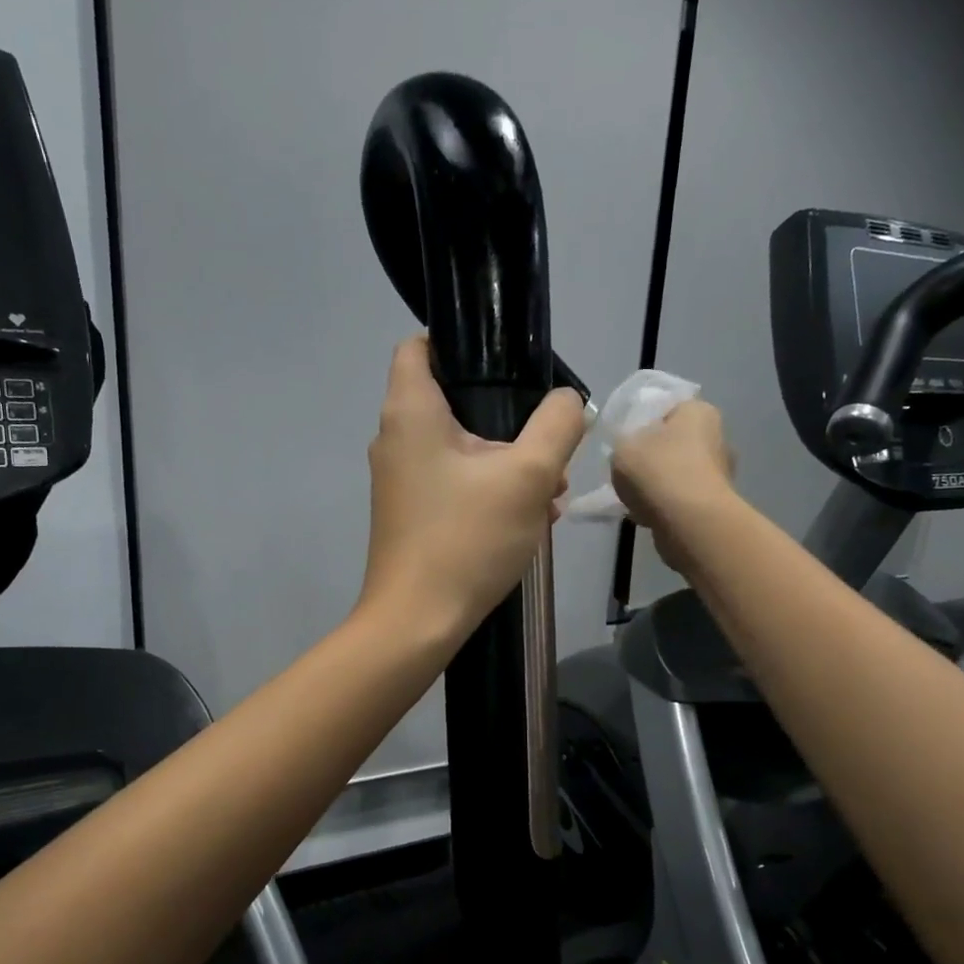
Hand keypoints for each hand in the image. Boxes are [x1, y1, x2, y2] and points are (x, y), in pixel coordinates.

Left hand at [360, 336, 584, 640]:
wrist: (416, 622)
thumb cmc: (466, 539)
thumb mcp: (527, 476)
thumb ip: (556, 425)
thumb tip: (567, 401)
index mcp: (410, 412)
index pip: (421, 345)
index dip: (462, 341)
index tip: (508, 364)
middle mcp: (396, 438)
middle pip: (455, 401)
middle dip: (509, 419)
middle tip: (549, 446)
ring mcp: (400, 480)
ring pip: (462, 449)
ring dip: (508, 462)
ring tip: (550, 492)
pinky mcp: (411, 513)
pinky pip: (455, 483)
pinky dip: (489, 490)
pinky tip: (528, 520)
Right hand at [610, 399, 735, 571]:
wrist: (689, 522)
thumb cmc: (657, 471)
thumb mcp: (622, 446)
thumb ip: (624, 441)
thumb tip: (633, 447)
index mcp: (698, 412)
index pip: (668, 408)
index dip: (644, 423)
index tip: (627, 441)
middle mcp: (717, 437)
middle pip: (675, 442)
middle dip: (652, 456)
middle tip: (627, 470)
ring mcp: (720, 472)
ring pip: (678, 472)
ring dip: (658, 483)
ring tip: (633, 498)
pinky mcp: (716, 503)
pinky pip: (682, 498)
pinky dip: (666, 505)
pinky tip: (646, 515)